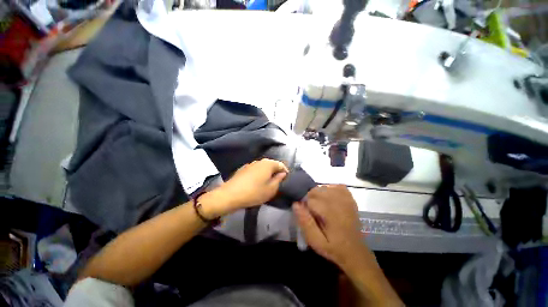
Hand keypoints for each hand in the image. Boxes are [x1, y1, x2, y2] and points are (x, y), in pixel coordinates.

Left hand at [204, 159, 287, 216]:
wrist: (230, 195)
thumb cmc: (254, 192)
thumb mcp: (271, 189)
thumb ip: (279, 180)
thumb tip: (282, 173)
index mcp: (268, 164)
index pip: (281, 165)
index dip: (285, 171)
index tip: (286, 179)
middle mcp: (259, 161)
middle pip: (271, 164)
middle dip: (276, 171)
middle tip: (278, 181)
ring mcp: (250, 164)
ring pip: (263, 167)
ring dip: (267, 172)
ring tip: (268, 182)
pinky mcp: (243, 169)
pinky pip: (255, 169)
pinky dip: (259, 174)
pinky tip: (256, 182)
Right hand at [293, 185, 366, 267]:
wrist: (355, 252)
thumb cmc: (334, 248)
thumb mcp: (316, 241)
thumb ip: (305, 222)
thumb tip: (295, 204)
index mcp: (331, 213)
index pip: (310, 199)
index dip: (304, 205)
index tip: (306, 213)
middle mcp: (339, 202)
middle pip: (316, 190)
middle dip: (310, 198)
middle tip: (312, 212)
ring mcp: (346, 199)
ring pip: (325, 187)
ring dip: (318, 194)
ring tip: (320, 206)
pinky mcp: (350, 198)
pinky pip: (337, 186)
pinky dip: (330, 189)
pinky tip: (329, 199)